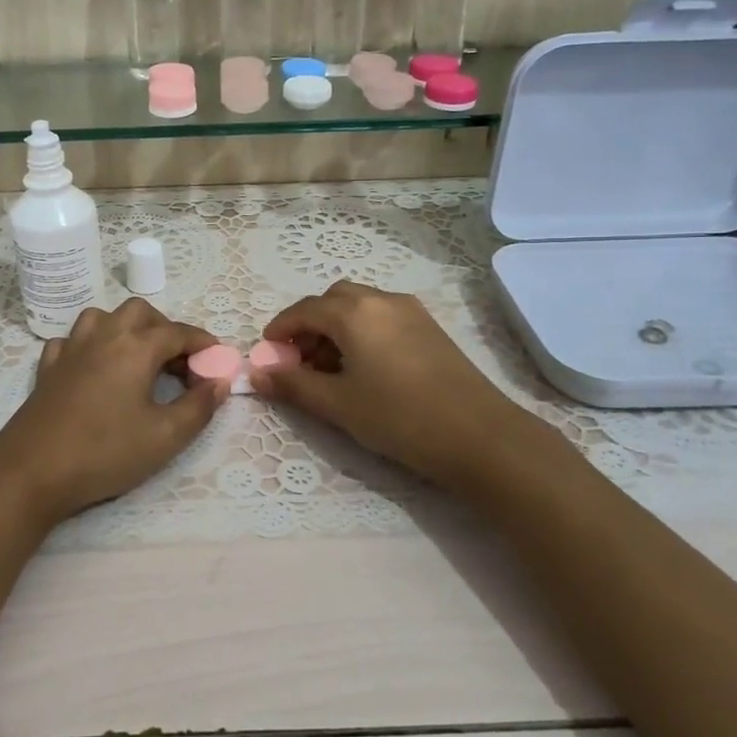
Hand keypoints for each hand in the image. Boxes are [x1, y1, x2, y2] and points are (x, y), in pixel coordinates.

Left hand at [0, 298, 226, 528]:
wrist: (31, 471)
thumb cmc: (105, 452)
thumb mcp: (165, 437)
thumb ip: (199, 407)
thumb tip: (219, 382)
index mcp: (135, 347)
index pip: (178, 332)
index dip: (202, 343)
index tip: (217, 360)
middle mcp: (104, 336)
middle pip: (140, 312)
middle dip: (164, 328)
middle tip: (178, 362)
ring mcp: (71, 349)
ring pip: (102, 317)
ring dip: (126, 329)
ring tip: (138, 359)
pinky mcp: (48, 368)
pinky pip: (73, 340)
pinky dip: (91, 346)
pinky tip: (95, 368)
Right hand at [253, 280, 565, 489]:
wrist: (479, 435)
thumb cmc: (399, 418)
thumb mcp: (338, 405)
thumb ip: (294, 385)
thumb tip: (257, 374)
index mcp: (354, 312)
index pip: (304, 310)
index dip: (280, 330)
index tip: (267, 353)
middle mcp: (381, 300)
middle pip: (332, 300)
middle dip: (309, 325)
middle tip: (299, 362)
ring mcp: (410, 311)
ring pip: (360, 306)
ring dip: (336, 327)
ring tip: (331, 370)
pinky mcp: (429, 327)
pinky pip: (382, 316)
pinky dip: (362, 331)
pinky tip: (365, 368)